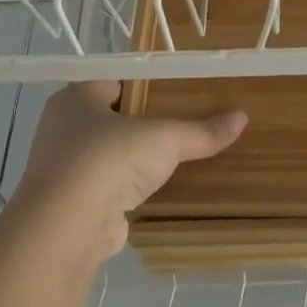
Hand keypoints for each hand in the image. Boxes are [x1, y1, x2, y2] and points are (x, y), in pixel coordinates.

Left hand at [14, 82, 245, 259]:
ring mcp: (64, 168)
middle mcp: (63, 128)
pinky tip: (158, 191)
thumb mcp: (165, 138)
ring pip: (110, 155)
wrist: (68, 225)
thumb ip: (201, 130)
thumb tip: (242, 117)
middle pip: (113, 119)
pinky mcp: (73, 202)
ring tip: (178, 158)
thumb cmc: (109, 159)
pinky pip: (109, 187)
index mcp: (76, 98)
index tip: (179, 93)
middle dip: (145, 124)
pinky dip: (130, 188)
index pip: (115, 81)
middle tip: (185, 124)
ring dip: (137, 159)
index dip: (146, 85)